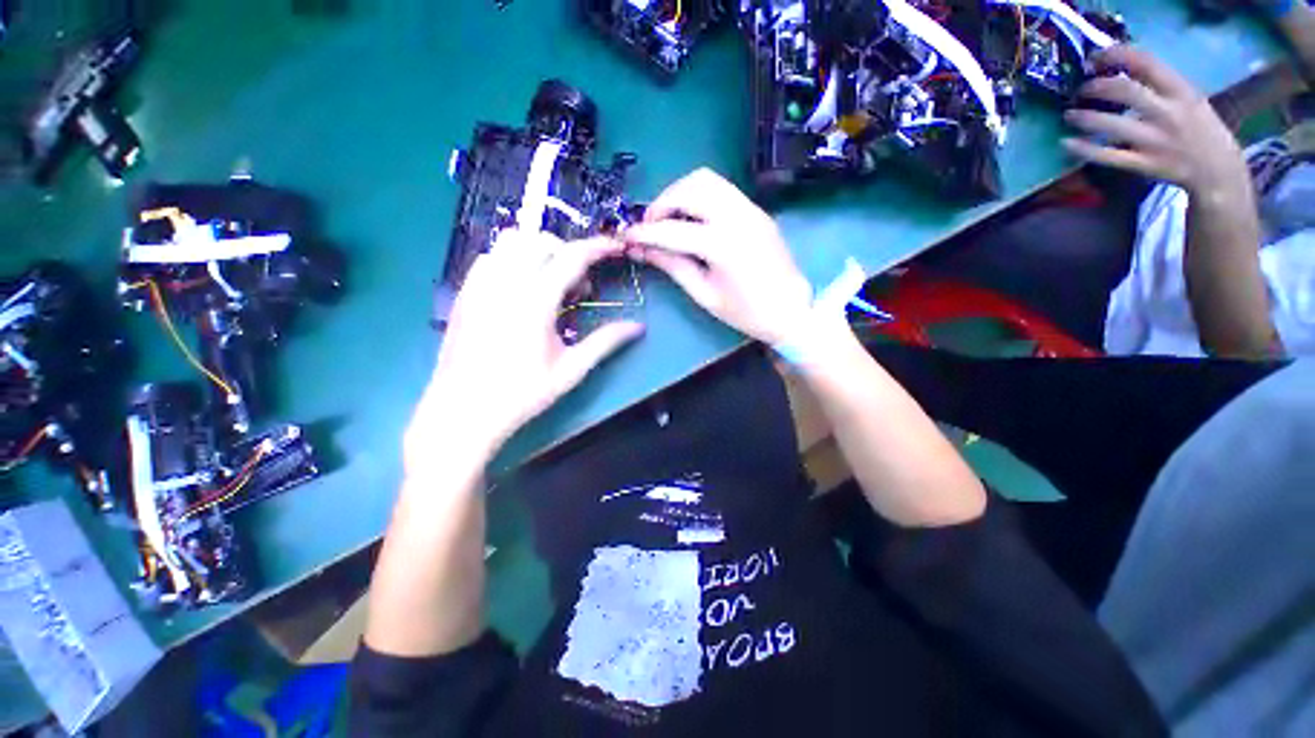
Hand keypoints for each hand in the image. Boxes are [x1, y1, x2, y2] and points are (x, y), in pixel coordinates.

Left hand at [405, 231, 642, 475]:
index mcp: (535, 303)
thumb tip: (638, 327)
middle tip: (580, 287)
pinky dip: (513, 259)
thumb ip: (605, 342)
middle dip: (568, 252)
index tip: (615, 247)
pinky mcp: (465, 293)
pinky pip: (491, 257)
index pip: (571, 257)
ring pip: (511, 242)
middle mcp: (505, 284)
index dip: (597, 247)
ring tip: (550, 282)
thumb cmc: (522, 394)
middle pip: (541, 241)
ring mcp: (480, 285)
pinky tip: (521, 289)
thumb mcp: (571, 370)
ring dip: (539, 251)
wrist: (463, 411)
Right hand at [622, 168, 813, 344]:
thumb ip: (673, 266)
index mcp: (722, 244)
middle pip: (690, 187)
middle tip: (650, 226)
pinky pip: (722, 189)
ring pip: (707, 179)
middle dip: (662, 202)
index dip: (645, 233)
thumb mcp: (704, 294)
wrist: (791, 310)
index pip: (672, 230)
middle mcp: (737, 216)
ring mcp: (750, 208)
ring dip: (681, 193)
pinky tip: (693, 219)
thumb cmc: (746, 312)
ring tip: (669, 219)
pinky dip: (699, 196)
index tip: (627, 236)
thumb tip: (642, 250)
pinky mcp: (756, 210)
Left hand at [1062, 45, 1249, 204]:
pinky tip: (1066, 143)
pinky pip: (1108, 157)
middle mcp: (1169, 113)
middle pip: (1126, 91)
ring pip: (1113, 124)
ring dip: (1084, 117)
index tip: (1095, 57)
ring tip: (1069, 114)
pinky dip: (1084, 149)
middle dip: (1097, 87)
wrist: (1217, 169)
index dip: (1116, 56)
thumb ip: (1158, 82)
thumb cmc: (1197, 126)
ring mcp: (1156, 141)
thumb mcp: (1186, 97)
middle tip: (1080, 89)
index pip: (1147, 63)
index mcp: (1181, 91)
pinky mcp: (1145, 165)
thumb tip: (1118, 67)